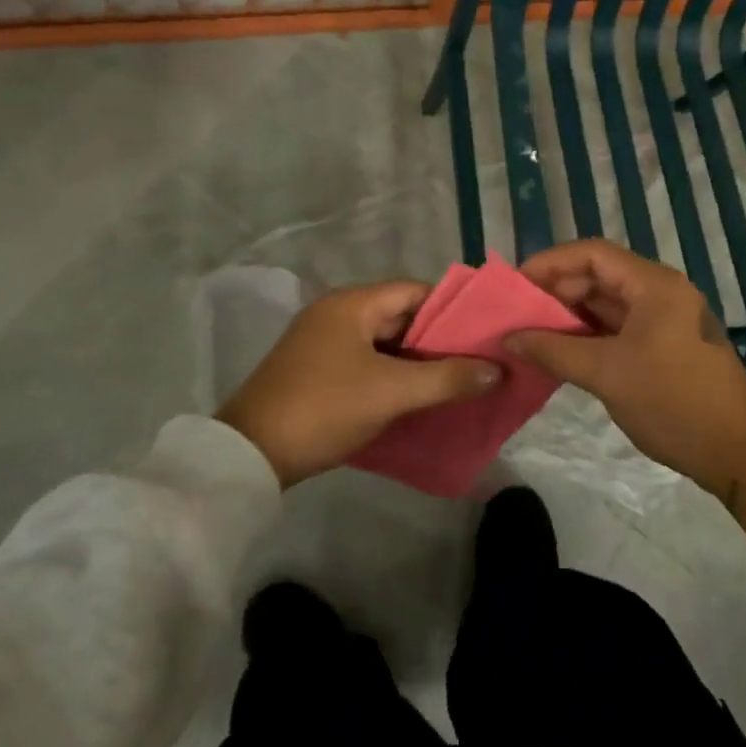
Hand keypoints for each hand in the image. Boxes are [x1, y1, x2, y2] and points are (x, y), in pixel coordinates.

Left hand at [219, 282, 499, 486]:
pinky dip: (394, 376)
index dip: (452, 309)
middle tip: (479, 360)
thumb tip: (496, 370)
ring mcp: (323, 344)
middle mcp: (337, 314)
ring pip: (385, 344)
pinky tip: (421, 397)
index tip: (485, 331)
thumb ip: (446, 378)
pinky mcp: (317, 372)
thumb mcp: (391, 392)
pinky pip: (368, 364)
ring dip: (418, 361)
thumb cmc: (324, 408)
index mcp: (351, 303)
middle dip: (439, 339)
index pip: (415, 291)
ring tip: (459, 380)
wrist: (249, 455)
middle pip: (401, 316)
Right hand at [509, 240, 745, 559]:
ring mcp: (665, 319)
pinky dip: (588, 335)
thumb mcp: (607, 374)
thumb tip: (508, 338)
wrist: (739, 453)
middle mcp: (661, 292)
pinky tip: (560, 351)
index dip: (550, 263)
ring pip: (607, 303)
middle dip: (556, 291)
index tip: (514, 284)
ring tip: (530, 332)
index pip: (593, 254)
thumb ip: (553, 350)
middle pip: (599, 275)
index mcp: (654, 285)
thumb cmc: (674, 402)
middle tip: (517, 313)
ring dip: (570, 315)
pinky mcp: (665, 345)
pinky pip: (618, 328)